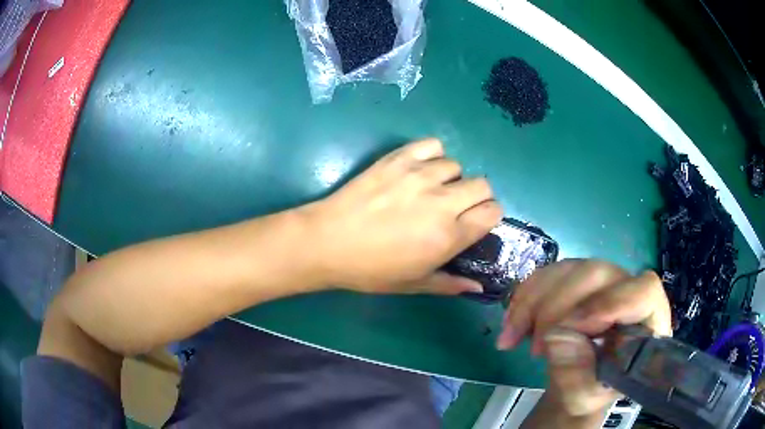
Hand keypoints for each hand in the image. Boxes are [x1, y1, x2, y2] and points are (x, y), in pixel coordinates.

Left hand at [304, 138, 502, 293]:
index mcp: (448, 235)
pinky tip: (419, 168)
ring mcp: (419, 175)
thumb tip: (479, 287)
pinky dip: (432, 155)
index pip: (493, 212)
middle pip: (482, 185)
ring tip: (431, 189)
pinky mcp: (398, 159)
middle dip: (476, 196)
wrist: (328, 242)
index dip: (488, 216)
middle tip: (456, 206)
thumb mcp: (413, 284)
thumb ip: (450, 284)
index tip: (475, 221)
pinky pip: (432, 145)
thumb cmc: (370, 269)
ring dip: (450, 178)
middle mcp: (441, 201)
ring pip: (456, 165)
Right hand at [498, 260, 671, 416]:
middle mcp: (628, 290)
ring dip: (533, 303)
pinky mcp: (578, 279)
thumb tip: (554, 338)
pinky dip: (524, 297)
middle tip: (536, 348)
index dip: (611, 302)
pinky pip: (547, 274)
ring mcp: (602, 281)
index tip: (575, 328)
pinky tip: (512, 323)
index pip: (643, 291)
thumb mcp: (583, 397)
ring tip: (513, 339)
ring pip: (568, 269)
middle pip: (597, 273)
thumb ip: (575, 376)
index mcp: (647, 320)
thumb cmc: (590, 391)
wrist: (578, 382)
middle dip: (557, 309)